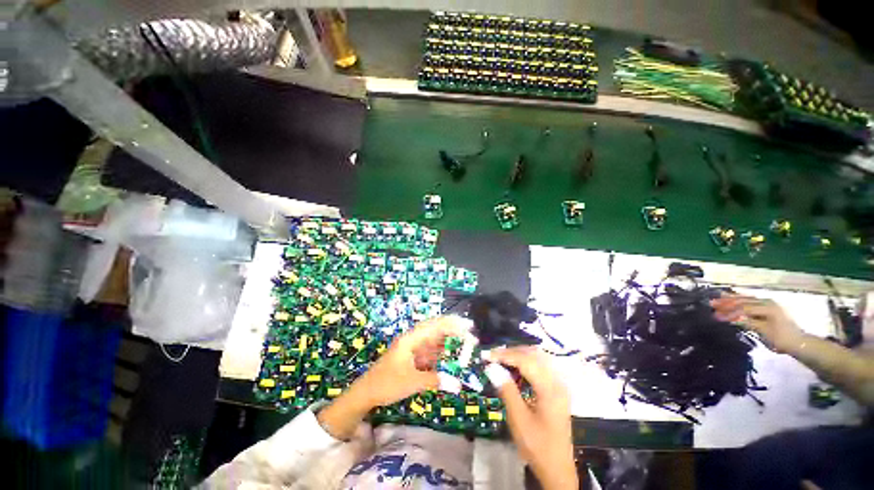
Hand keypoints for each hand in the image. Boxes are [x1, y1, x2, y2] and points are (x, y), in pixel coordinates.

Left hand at [352, 315, 471, 407]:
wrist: (366, 393)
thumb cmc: (386, 384)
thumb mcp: (411, 382)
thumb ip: (435, 380)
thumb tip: (458, 384)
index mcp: (411, 339)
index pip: (434, 326)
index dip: (451, 324)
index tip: (467, 325)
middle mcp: (413, 340)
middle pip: (436, 330)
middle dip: (453, 331)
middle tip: (471, 334)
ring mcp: (413, 348)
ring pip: (435, 341)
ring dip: (449, 343)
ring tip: (466, 345)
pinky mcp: (413, 358)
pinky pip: (431, 352)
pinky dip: (442, 354)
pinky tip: (452, 358)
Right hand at [484, 347, 577, 489]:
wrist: (558, 469)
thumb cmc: (537, 446)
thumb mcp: (518, 419)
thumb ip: (506, 390)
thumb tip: (491, 367)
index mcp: (549, 389)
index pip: (525, 360)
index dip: (504, 355)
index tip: (486, 356)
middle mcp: (557, 381)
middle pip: (533, 354)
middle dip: (511, 352)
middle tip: (492, 357)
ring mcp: (558, 384)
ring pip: (537, 357)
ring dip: (518, 355)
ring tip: (500, 360)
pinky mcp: (556, 389)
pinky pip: (540, 366)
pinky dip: (525, 362)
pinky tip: (515, 369)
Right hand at [711, 294, 805, 352]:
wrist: (799, 343)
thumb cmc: (781, 339)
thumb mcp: (765, 332)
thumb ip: (748, 323)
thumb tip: (731, 319)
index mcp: (766, 307)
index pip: (743, 308)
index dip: (729, 311)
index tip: (715, 316)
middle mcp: (766, 302)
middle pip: (744, 301)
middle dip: (727, 302)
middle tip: (711, 303)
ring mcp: (768, 303)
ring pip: (747, 299)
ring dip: (732, 299)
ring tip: (718, 297)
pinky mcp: (768, 307)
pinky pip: (751, 300)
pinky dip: (740, 299)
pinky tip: (733, 297)